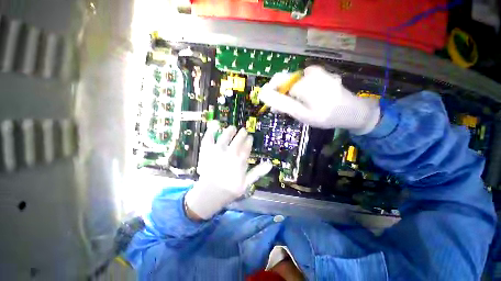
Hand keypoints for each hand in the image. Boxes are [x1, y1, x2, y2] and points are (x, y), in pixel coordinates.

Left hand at [185, 122, 272, 219]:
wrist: (210, 193)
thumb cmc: (230, 189)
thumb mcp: (247, 183)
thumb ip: (258, 172)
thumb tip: (270, 164)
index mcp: (240, 159)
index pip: (246, 147)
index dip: (249, 141)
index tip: (250, 137)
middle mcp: (230, 152)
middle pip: (237, 140)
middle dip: (241, 134)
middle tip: (243, 130)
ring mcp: (218, 150)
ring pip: (225, 137)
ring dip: (229, 131)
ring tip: (232, 128)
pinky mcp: (207, 151)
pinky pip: (209, 138)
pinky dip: (211, 130)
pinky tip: (215, 124)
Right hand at [259, 66, 380, 134]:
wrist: (353, 111)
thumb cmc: (327, 116)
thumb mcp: (302, 113)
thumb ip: (282, 103)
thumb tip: (264, 95)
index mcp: (303, 83)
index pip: (277, 82)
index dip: (272, 94)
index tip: (273, 106)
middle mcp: (308, 73)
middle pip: (285, 81)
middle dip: (281, 95)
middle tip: (283, 110)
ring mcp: (316, 72)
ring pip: (293, 82)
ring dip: (290, 94)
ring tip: (296, 107)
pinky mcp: (321, 73)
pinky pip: (302, 81)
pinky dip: (299, 90)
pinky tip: (305, 100)